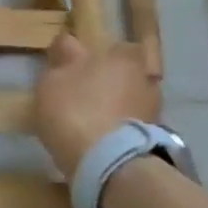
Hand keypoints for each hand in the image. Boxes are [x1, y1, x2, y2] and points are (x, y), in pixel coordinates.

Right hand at [33, 34, 159, 178]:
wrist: (108, 162)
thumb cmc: (75, 111)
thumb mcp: (51, 82)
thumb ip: (62, 64)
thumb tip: (70, 50)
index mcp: (120, 55)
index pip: (98, 45)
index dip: (79, 54)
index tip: (64, 65)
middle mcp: (143, 75)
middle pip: (118, 70)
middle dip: (104, 77)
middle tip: (81, 91)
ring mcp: (153, 106)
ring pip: (127, 96)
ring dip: (114, 102)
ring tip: (91, 118)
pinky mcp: (155, 134)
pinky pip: (130, 121)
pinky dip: (119, 124)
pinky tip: (101, 135)